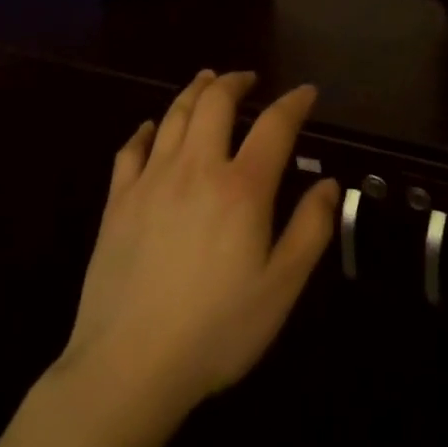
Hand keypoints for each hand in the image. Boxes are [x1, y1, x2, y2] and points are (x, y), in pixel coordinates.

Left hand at [58, 70, 339, 419]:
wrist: (128, 368)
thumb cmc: (215, 331)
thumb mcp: (280, 289)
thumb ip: (310, 230)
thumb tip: (328, 184)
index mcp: (242, 188)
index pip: (274, 125)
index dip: (294, 102)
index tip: (306, 92)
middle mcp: (196, 168)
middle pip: (216, 102)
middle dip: (235, 81)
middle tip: (248, 78)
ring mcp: (151, 180)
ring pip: (174, 115)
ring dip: (195, 91)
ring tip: (207, 80)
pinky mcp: (118, 201)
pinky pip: (130, 149)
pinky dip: (145, 130)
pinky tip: (151, 127)